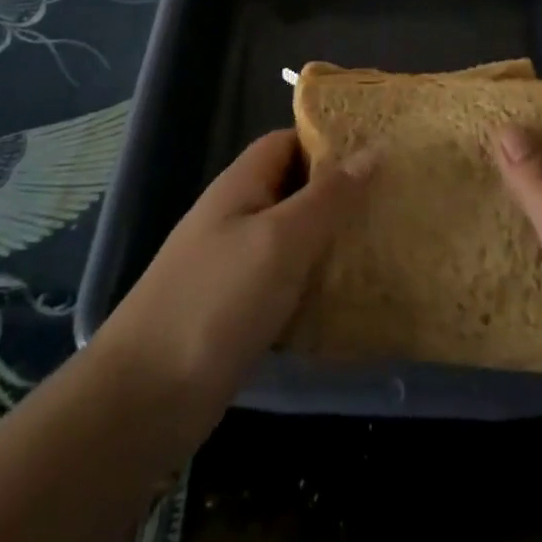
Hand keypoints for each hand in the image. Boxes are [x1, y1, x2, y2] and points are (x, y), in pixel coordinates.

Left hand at [95, 129, 371, 451]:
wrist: (145, 399)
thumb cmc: (216, 302)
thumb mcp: (281, 239)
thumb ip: (328, 196)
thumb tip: (374, 150)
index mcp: (241, 186)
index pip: (289, 142)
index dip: (331, 142)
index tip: (381, 153)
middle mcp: (238, 218)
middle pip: (296, 191)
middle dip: (342, 195)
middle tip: (397, 202)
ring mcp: (236, 267)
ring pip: (296, 241)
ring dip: (335, 243)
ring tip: (389, 245)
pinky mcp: (241, 312)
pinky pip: (289, 285)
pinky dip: (319, 287)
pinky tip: (357, 299)